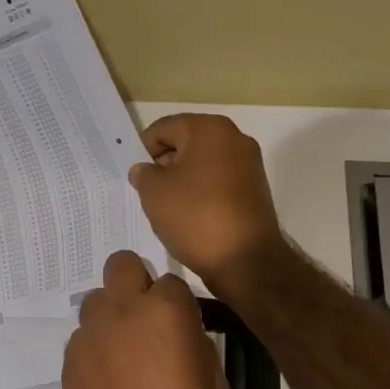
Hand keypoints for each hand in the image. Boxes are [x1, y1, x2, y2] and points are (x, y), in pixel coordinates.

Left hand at [62, 251, 233, 388]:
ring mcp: (88, 338)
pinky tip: (109, 384)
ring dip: (112, 317)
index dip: (179, 304)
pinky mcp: (67, 366)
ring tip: (127, 356)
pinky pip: (82, 341)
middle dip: (135, 284)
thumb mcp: (216, 385)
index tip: (185, 327)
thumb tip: (182, 333)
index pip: (171, 281)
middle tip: (149, 321)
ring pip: (95, 302)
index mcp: (165, 310)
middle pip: (121, 266)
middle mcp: (120, 312)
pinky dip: (96, 350)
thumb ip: (194, 343)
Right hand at [128, 114, 284, 292]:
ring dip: (182, 179)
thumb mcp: (153, 192)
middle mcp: (235, 138)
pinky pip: (218, 181)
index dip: (143, 149)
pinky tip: (189, 215)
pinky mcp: (254, 189)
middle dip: (164, 163)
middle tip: (148, 190)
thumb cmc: (195, 216)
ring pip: (202, 163)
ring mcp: (249, 164)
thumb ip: (143, 173)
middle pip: (186, 142)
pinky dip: (201, 192)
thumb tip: (146, 170)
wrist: (245, 260)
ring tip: (167, 206)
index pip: (164, 128)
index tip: (135, 175)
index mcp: (209, 129)